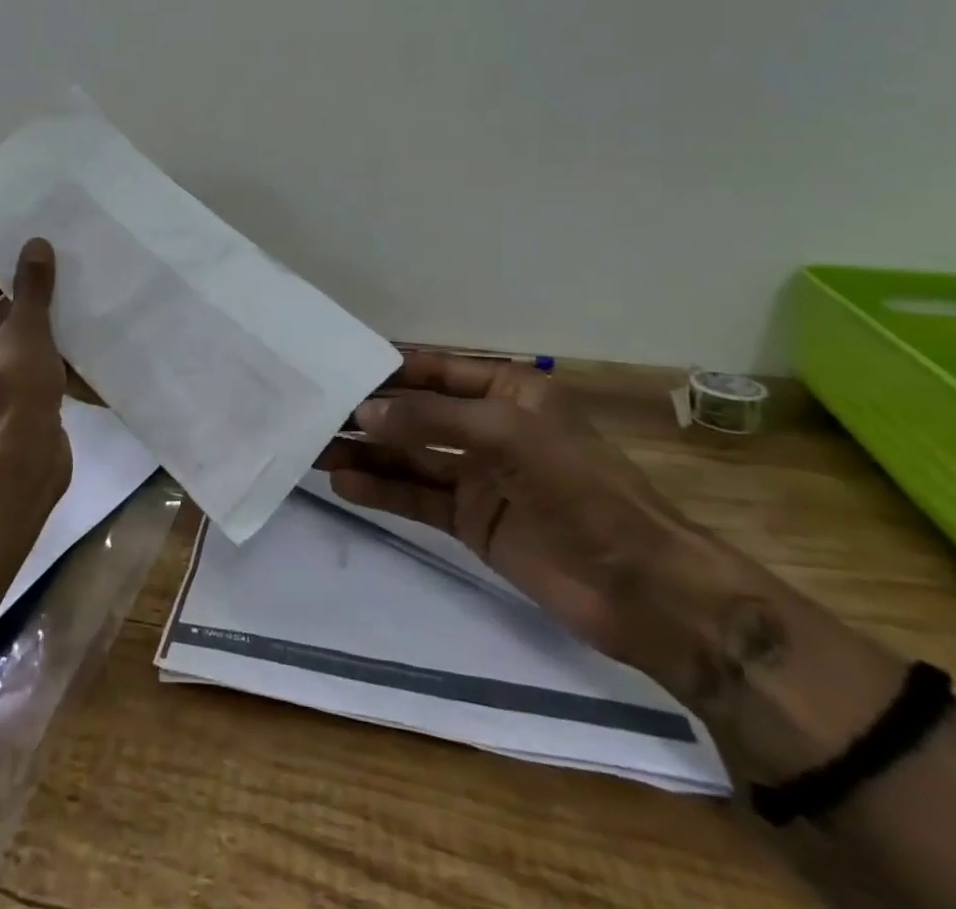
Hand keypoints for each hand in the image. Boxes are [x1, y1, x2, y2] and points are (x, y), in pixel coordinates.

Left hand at [0, 238, 74, 486]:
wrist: (20, 461)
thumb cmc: (11, 387)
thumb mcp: (26, 328)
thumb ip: (32, 287)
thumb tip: (35, 243)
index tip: (31, 270)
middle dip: (24, 306)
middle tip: (57, 286)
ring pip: (11, 349)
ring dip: (38, 334)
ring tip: (72, 313)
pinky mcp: (4, 412)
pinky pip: (23, 375)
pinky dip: (45, 363)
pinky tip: (77, 352)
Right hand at [316, 350, 747, 693]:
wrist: (641, 588)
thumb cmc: (580, 488)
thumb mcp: (506, 435)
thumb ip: (431, 420)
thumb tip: (363, 411)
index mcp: (507, 391)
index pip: (434, 371)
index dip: (387, 370)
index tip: (335, 367)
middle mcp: (488, 427)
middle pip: (415, 414)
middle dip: (368, 414)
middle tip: (313, 413)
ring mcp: (477, 475)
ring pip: (409, 457)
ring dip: (365, 453)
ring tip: (315, 449)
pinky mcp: (470, 519)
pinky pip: (416, 496)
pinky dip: (382, 491)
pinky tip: (344, 484)